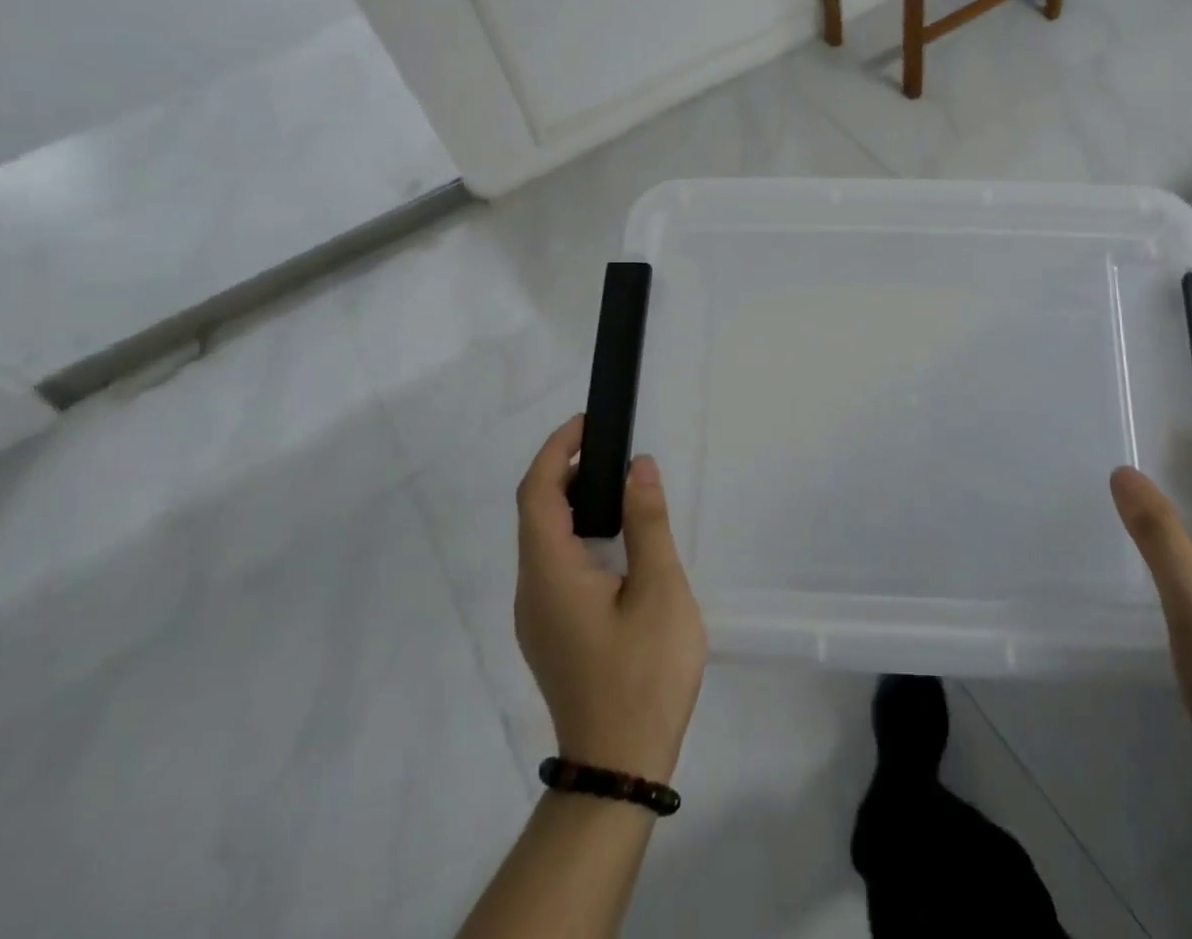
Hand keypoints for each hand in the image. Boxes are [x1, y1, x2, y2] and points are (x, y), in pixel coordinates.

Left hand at [515, 416, 706, 783]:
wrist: (618, 768)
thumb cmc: (643, 674)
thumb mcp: (660, 590)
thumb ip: (647, 523)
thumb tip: (638, 467)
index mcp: (550, 573)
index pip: (537, 493)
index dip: (556, 450)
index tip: (588, 423)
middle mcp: (531, 590)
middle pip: (535, 513)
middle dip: (567, 471)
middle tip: (614, 451)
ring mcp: (536, 616)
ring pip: (543, 541)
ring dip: (573, 503)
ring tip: (620, 488)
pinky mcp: (550, 633)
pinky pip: (553, 565)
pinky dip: (577, 534)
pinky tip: (614, 542)